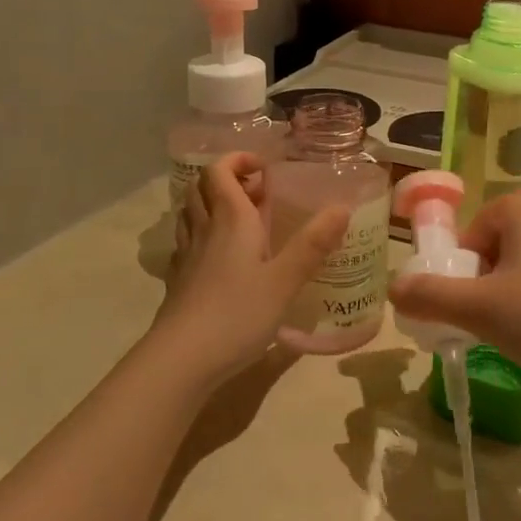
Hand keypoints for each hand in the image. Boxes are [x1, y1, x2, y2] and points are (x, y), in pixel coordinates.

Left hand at [154, 153, 348, 387]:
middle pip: (201, 187)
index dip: (238, 161)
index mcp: (230, 220)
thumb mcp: (285, 280)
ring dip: (211, 204)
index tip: (264, 169)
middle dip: (226, 179)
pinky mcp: (178, 281)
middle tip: (256, 193)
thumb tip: (342, 207)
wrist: (181, 359)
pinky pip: (187, 241)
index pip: (220, 171)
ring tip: (240, 218)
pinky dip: (202, 234)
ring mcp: (186, 255)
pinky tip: (220, 256)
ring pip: (190, 213)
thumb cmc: (237, 313)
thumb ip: (313, 244)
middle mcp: (204, 229)